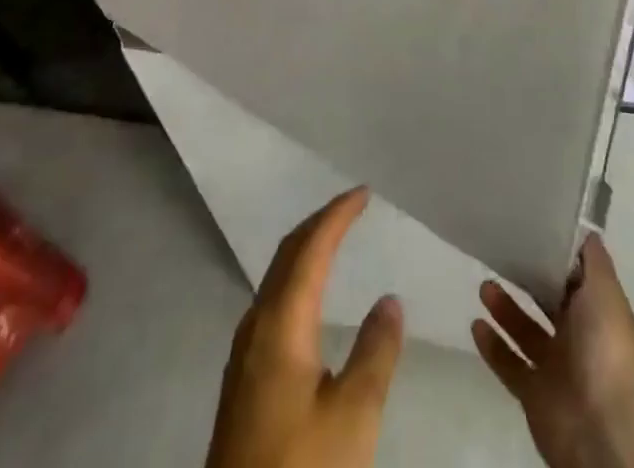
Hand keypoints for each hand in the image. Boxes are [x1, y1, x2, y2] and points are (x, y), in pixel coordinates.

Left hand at [206, 187, 404, 467]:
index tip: (363, 193)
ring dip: (306, 250)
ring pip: (276, 278)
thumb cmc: (301, 467)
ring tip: (334, 239)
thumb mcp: (353, 417)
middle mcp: (256, 324)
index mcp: (280, 321)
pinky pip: (273, 302)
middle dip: (319, 223)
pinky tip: (309, 298)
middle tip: (351, 207)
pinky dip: (296, 279)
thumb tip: (390, 299)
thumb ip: (375, 352)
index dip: (337, 215)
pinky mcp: (243, 379)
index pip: (311, 248)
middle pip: (287, 255)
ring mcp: (245, 352)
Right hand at [472, 234, 633, 467]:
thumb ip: (594, 260)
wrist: (600, 429)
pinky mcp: (533, 395)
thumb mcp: (605, 292)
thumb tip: (585, 229)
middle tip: (501, 255)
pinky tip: (476, 325)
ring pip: (525, 332)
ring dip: (505, 310)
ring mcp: (555, 369)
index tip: (531, 230)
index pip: (575, 279)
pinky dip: (493, 347)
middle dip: (526, 281)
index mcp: (599, 315)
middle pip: (548, 304)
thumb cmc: (604, 349)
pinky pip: (509, 365)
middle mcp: (579, 340)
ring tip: (484, 286)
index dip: (556, 258)